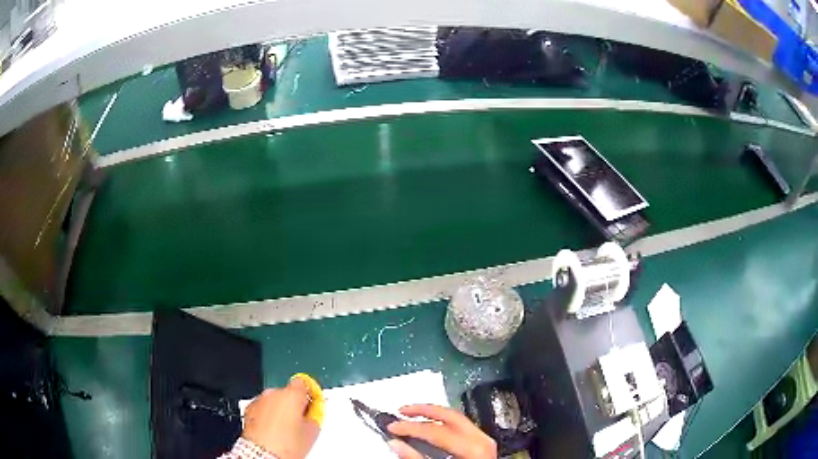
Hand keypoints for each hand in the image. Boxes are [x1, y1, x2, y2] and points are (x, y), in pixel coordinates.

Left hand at [241, 378, 319, 458]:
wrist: (263, 454)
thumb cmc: (286, 445)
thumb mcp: (312, 431)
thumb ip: (315, 416)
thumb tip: (312, 413)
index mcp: (292, 395)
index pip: (303, 383)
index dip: (309, 393)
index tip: (312, 403)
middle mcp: (273, 393)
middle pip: (288, 393)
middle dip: (294, 405)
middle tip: (299, 423)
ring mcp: (260, 400)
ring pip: (274, 401)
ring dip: (280, 410)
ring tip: (285, 430)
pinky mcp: (249, 409)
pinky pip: (263, 408)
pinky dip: (267, 416)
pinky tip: (273, 431)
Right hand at [386, 404, 496, 458]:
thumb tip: (396, 444)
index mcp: (472, 449)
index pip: (436, 431)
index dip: (410, 427)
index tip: (392, 427)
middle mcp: (481, 440)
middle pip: (449, 416)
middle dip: (423, 411)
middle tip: (402, 411)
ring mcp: (484, 440)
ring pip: (457, 417)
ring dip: (433, 414)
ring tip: (413, 413)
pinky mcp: (482, 443)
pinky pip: (461, 425)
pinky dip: (443, 422)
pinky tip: (431, 424)